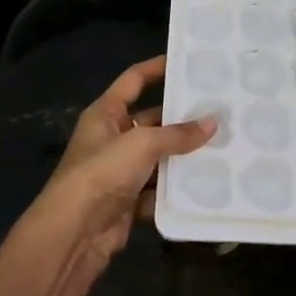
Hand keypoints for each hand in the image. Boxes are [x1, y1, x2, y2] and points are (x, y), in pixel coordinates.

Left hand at [23, 56, 215, 283]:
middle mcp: (111, 139)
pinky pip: (157, 190)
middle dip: (181, 119)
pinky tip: (205, 185)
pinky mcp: (127, 202)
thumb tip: (213, 123)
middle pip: (151, 121)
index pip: (133, 81)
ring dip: (183, 156)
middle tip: (218, 111)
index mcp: (105, 114)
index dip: (157, 68)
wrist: (73, 234)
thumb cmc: (102, 173)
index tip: (186, 61)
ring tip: (222, 145)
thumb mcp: (142, 144)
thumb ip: (178, 134)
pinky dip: (175, 190)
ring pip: (158, 157)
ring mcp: (119, 172)